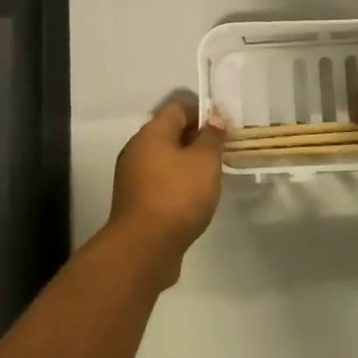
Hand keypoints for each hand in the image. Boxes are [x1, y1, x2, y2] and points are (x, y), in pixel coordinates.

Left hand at [106, 96, 226, 284]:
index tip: (224, 127)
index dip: (202, 112)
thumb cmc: (177, 196)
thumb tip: (213, 120)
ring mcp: (132, 177)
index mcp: (151, 134)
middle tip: (221, 151)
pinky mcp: (135, 202)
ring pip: (164, 159)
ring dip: (187, 162)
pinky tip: (193, 198)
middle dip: (196, 138)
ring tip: (211, 176)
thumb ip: (211, 138)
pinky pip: (160, 181)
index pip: (177, 108)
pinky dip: (176, 182)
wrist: (143, 249)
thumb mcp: (204, 162)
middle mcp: (137, 150)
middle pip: (169, 132)